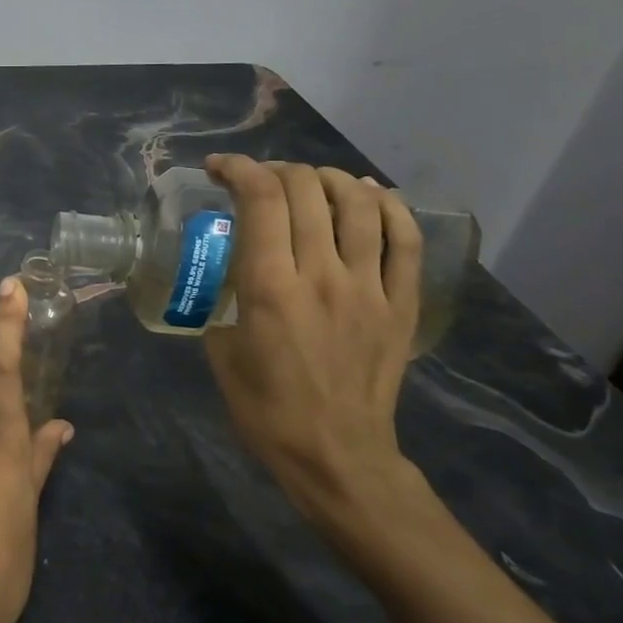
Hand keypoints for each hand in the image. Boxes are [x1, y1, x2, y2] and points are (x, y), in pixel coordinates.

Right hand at [202, 155, 422, 524]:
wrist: (337, 454)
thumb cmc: (265, 408)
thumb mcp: (220, 348)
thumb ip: (224, 298)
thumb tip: (228, 269)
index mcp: (269, 286)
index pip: (260, 199)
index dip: (238, 168)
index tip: (219, 169)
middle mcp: (321, 274)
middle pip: (306, 190)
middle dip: (275, 170)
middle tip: (258, 182)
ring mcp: (368, 287)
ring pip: (358, 204)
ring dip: (328, 178)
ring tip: (309, 181)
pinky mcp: (401, 304)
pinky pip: (403, 240)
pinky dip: (388, 205)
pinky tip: (368, 194)